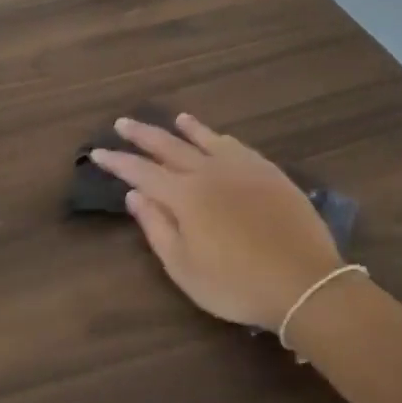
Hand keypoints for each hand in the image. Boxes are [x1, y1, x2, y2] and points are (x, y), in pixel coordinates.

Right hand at [91, 115, 342, 331]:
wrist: (303, 282)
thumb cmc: (235, 284)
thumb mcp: (184, 267)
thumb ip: (157, 227)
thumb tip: (135, 195)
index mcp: (185, 195)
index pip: (141, 171)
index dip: (117, 162)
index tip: (97, 152)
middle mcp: (210, 172)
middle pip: (170, 146)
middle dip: (143, 134)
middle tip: (123, 122)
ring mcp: (243, 169)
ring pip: (208, 139)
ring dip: (187, 128)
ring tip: (175, 119)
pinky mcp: (270, 173)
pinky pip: (238, 147)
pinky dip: (221, 139)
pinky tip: (220, 139)